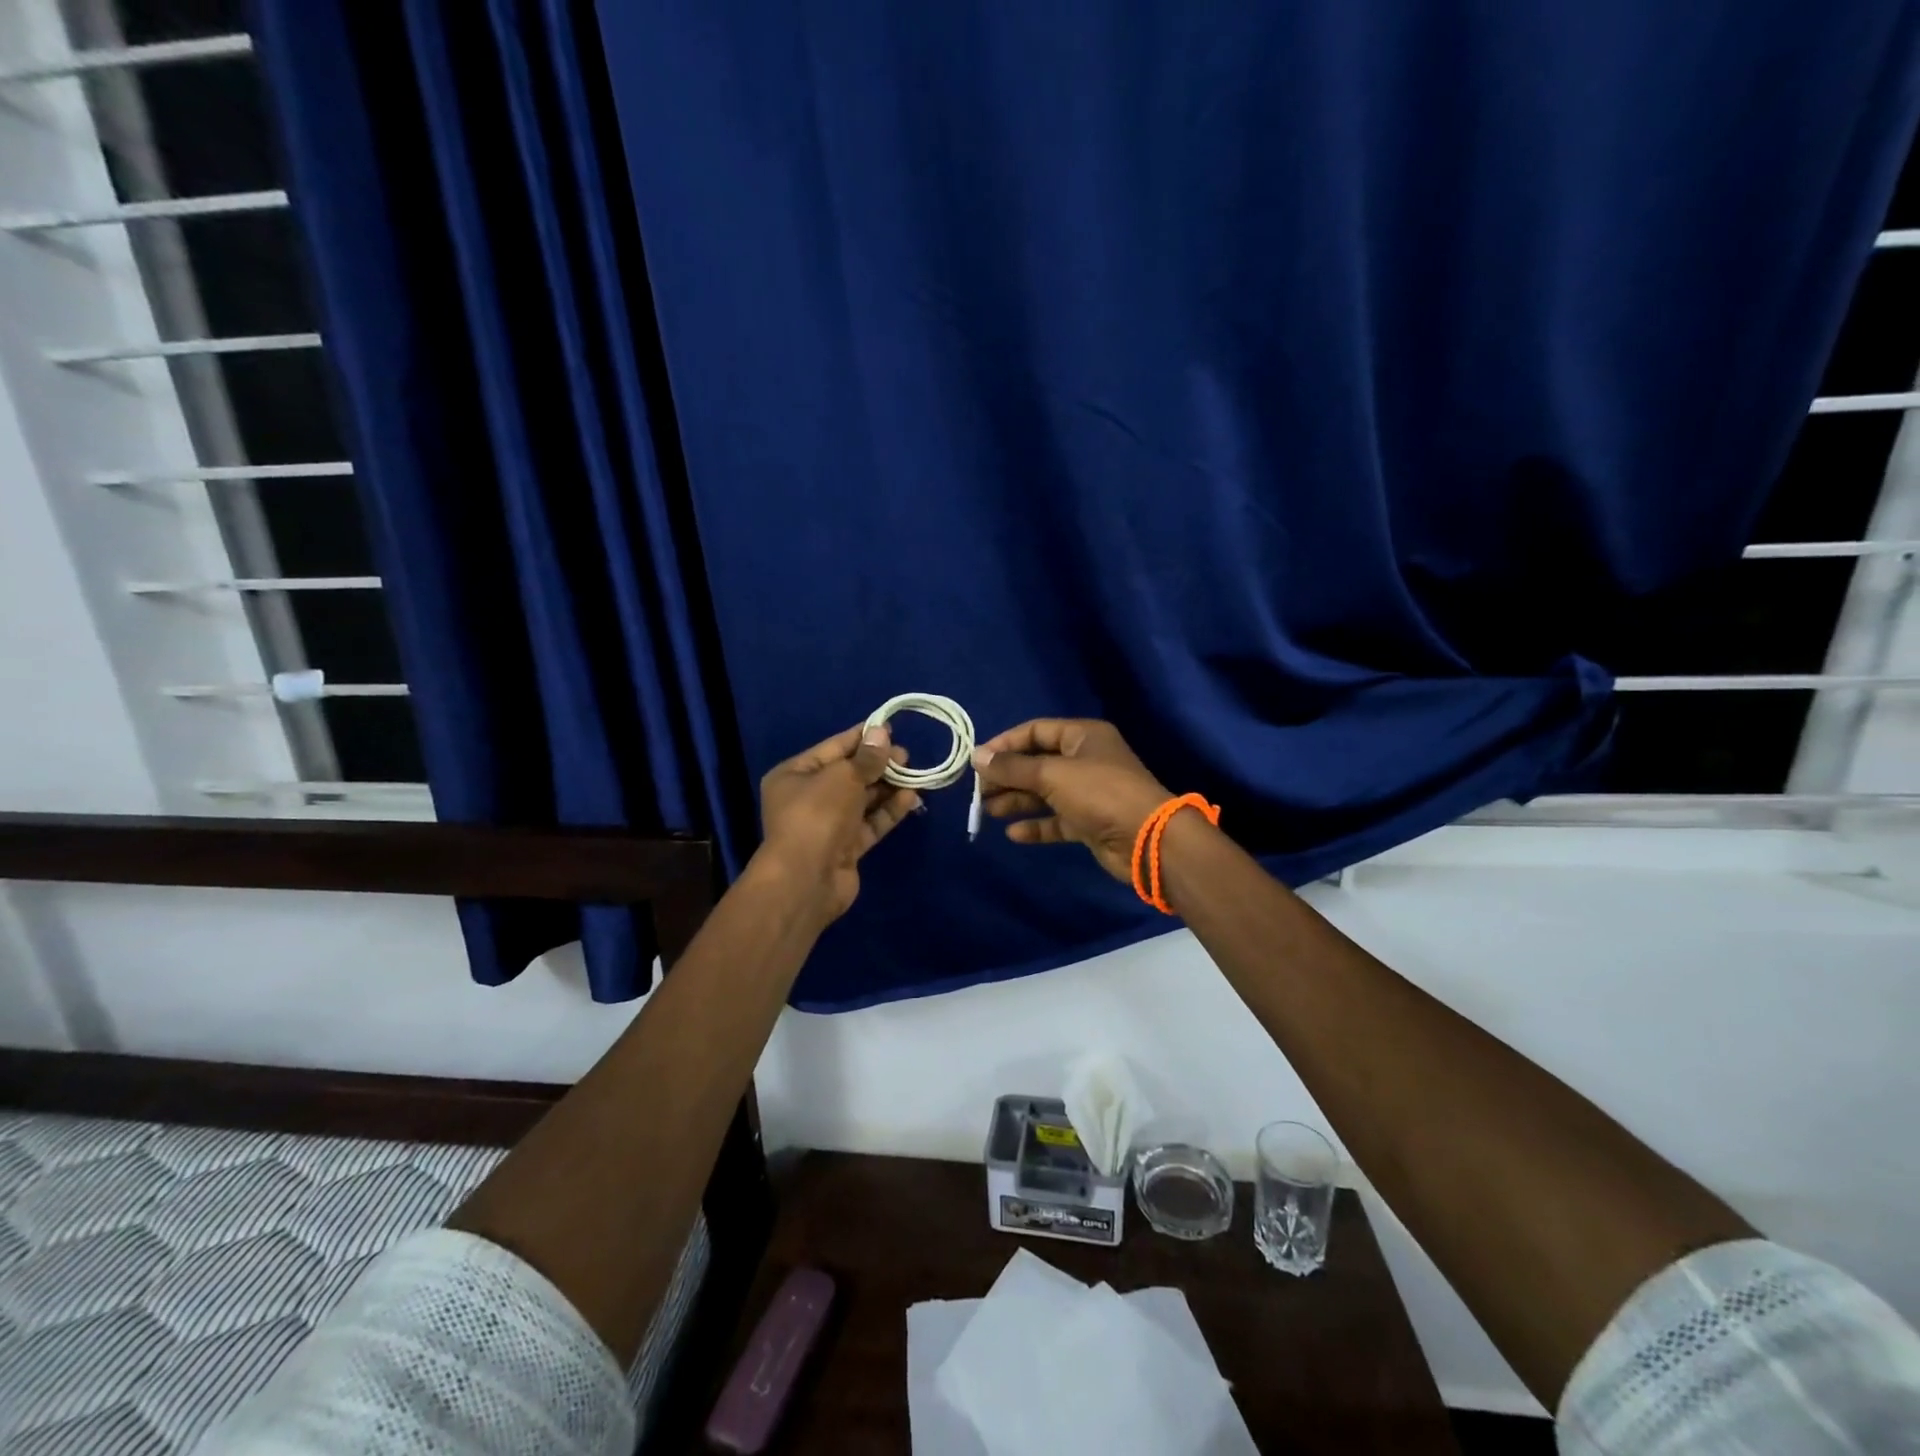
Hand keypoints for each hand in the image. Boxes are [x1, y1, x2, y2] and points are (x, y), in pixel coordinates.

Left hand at [754, 723, 919, 922]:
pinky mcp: (846, 848)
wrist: (806, 880)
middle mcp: (808, 798)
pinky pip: (870, 823)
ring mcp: (827, 825)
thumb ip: (866, 757)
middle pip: (849, 774)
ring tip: (915, 774)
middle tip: (907, 756)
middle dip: (878, 764)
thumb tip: (882, 732)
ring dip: (888, 787)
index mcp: (795, 775)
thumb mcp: (842, 777)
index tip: (890, 728)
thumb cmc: (817, 815)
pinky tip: (911, 798)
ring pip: (862, 800)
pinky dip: (888, 811)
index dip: (862, 738)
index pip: (833, 748)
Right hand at [972, 719, 1172, 883]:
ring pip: (1044, 793)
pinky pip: (1056, 820)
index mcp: (1083, 736)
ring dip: (1017, 801)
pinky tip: (1013, 833)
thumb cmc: (1099, 793)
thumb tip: (976, 756)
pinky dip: (1036, 825)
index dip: (1005, 744)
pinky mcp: (1090, 822)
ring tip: (987, 811)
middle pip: (1037, 763)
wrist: (1147, 839)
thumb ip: (1012, 767)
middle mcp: (1086, 760)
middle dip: (1007, 776)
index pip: (1036, 731)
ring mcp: (1089, 793)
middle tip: (978, 791)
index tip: (978, 760)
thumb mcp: (1052, 774)